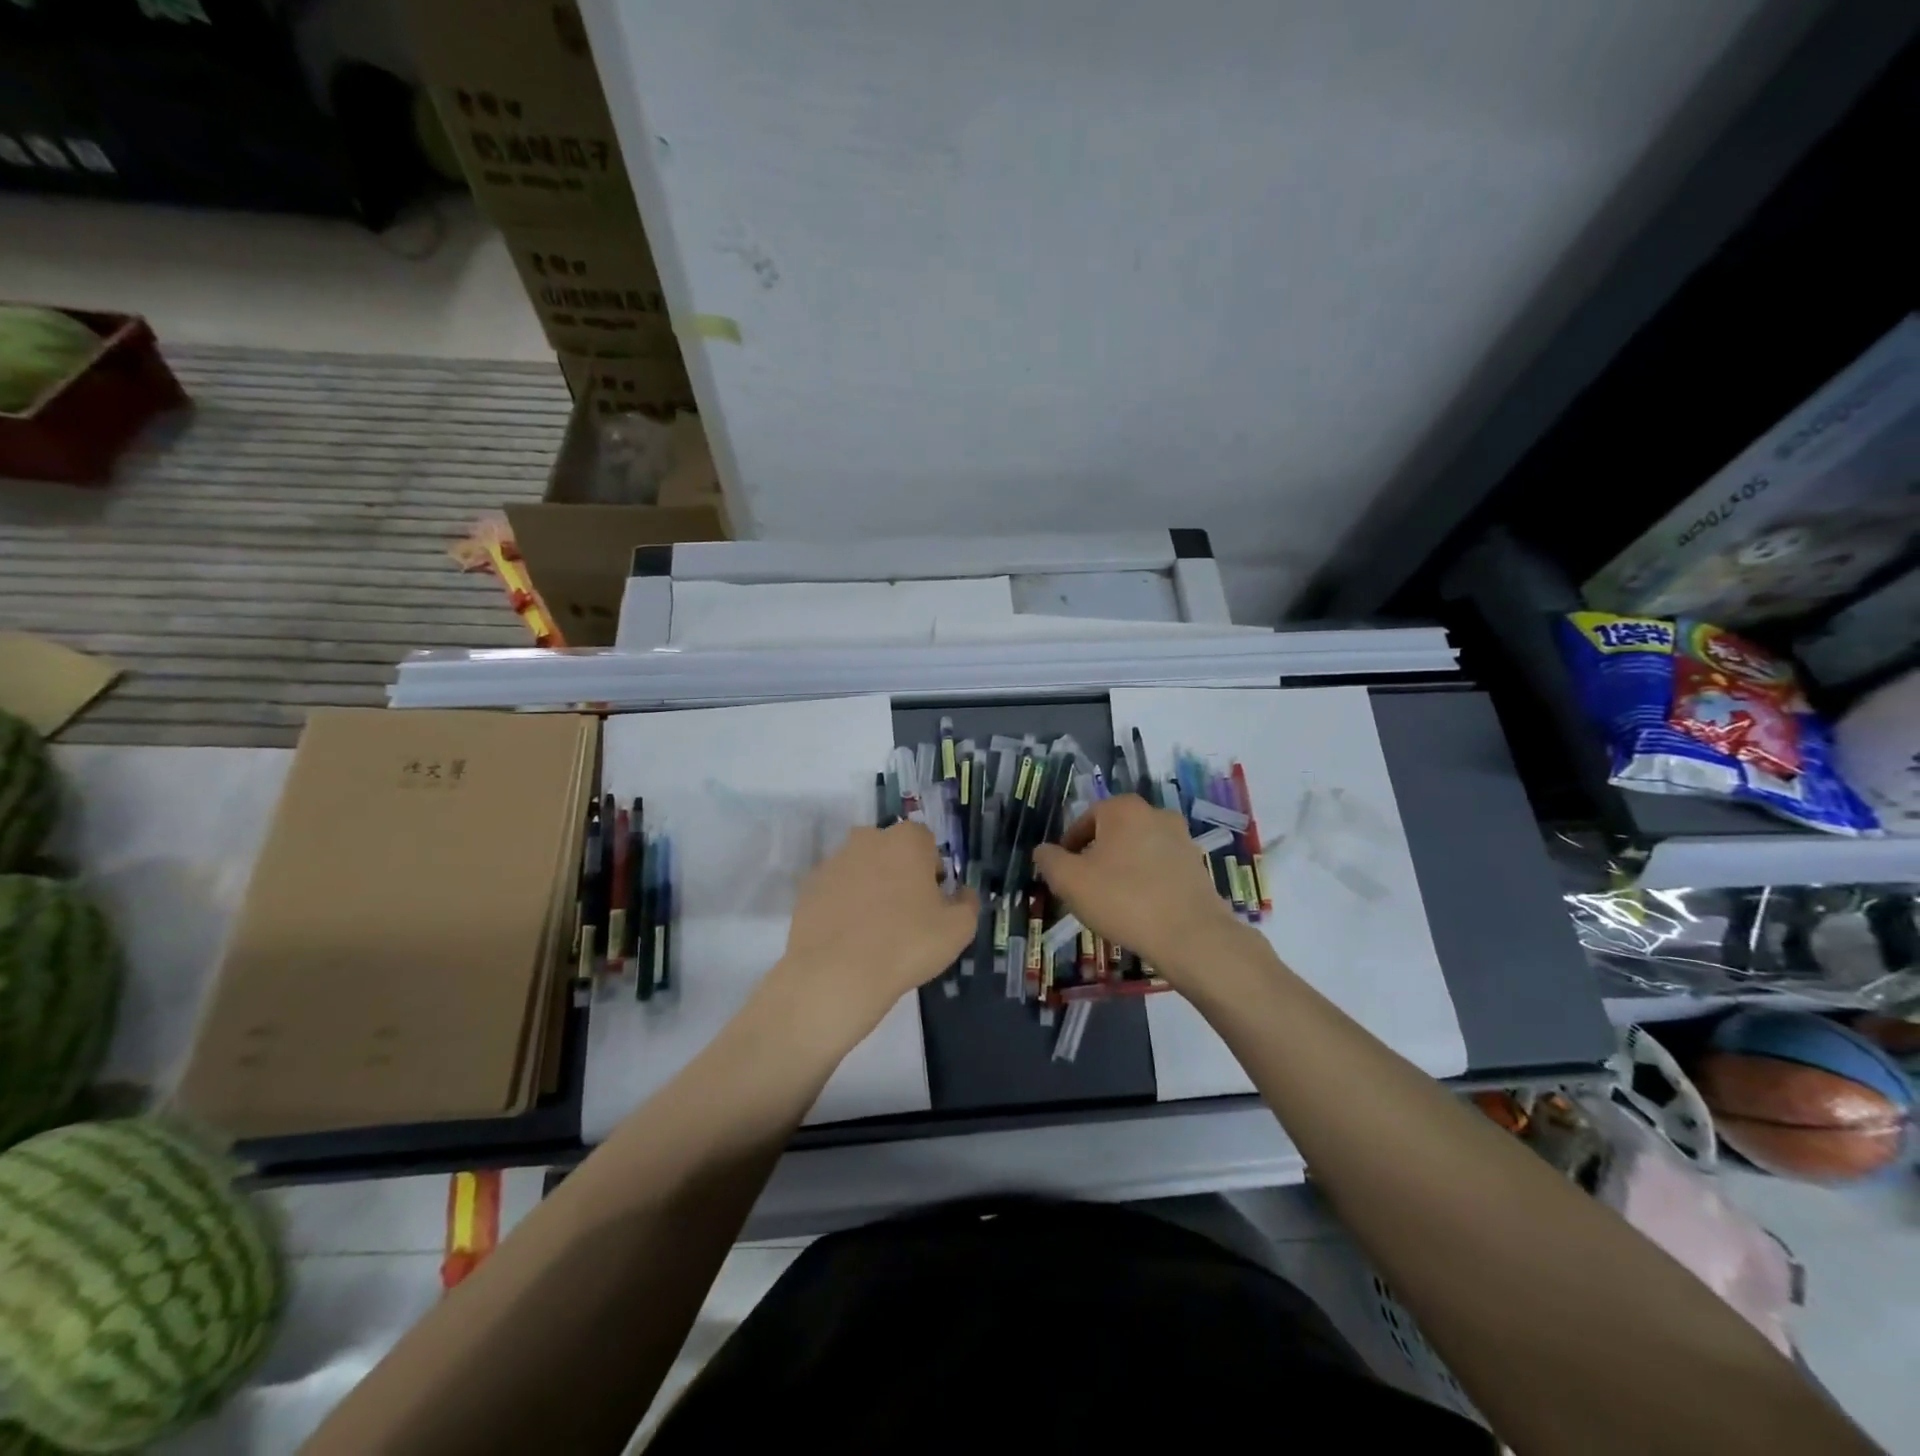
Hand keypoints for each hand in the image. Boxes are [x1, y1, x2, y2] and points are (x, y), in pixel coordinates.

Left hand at [778, 821, 978, 1036]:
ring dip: (871, 888)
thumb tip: (962, 893)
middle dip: (900, 874)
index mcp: (906, 840)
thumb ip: (968, 903)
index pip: (927, 843)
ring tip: (875, 930)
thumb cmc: (907, 944)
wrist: (836, 974)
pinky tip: (849, 937)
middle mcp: (867, 839)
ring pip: (862, 869)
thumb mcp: (958, 929)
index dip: (933, 871)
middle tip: (906, 915)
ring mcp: (834, 861)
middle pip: (891, 852)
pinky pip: (836, 890)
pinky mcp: (808, 886)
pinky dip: (844, 905)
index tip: (933, 901)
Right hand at [1033, 795, 1247, 984]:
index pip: (1086, 820)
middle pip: (1113, 834)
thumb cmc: (1123, 899)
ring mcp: (1181, 839)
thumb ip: (1050, 860)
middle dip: (1096, 857)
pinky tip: (1139, 909)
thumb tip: (1044, 851)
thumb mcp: (1070, 881)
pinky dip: (1146, 882)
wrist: (1190, 935)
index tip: (1063, 873)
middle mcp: (1156, 814)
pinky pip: (1160, 868)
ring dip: (1121, 870)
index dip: (1069, 846)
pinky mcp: (1197, 866)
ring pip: (1137, 851)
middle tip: (1084, 888)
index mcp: (1124, 809)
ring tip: (1111, 902)